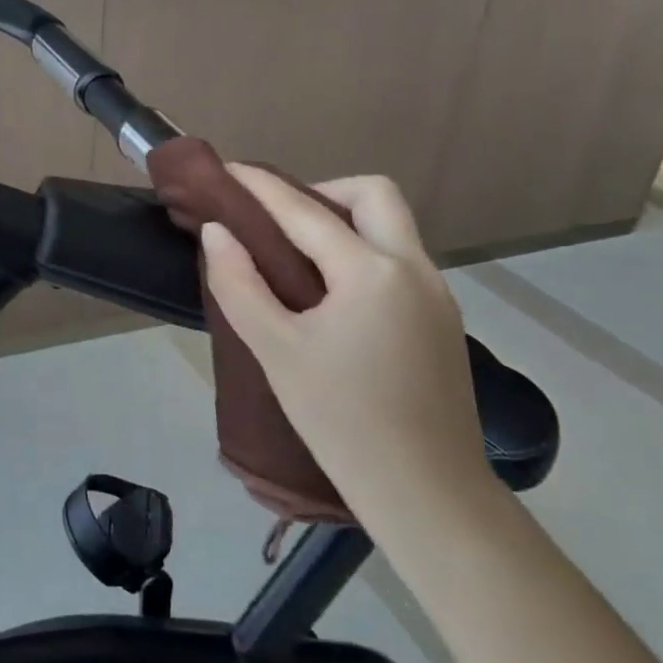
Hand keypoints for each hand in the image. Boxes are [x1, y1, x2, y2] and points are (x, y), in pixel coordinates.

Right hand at [200, 169, 492, 525]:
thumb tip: (218, 231)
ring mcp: (438, 294)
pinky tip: (331, 294)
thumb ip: (239, 283)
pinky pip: (399, 259)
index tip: (228, 169)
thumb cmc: (340, 419)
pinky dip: (362, 252)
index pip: (306, 209)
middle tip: (279, 221)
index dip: (261, 185)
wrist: (427, 494)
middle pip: (373, 194)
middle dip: (322, 190)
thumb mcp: (276, 350)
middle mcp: (414, 268)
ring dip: (344, 220)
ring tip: (296, 257)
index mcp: (371, 272)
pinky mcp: (444, 320)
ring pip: (392, 226)